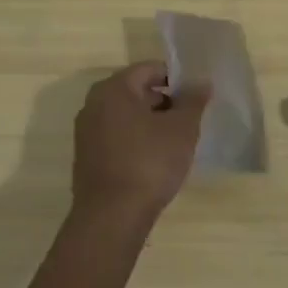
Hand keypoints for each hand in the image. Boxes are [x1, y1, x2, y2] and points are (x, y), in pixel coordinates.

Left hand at [71, 62, 209, 226]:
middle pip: (137, 91)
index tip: (196, 95)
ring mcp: (86, 132)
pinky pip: (118, 137)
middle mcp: (94, 104)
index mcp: (114, 89)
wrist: (112, 217)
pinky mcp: (87, 157)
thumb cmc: (149, 162)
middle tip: (190, 118)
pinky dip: (137, 140)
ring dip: (151, 122)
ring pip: (127, 116)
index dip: (177, 79)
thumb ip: (193, 100)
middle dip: (165, 101)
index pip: (150, 69)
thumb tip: (201, 82)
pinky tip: (156, 159)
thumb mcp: (182, 128)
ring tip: (177, 140)